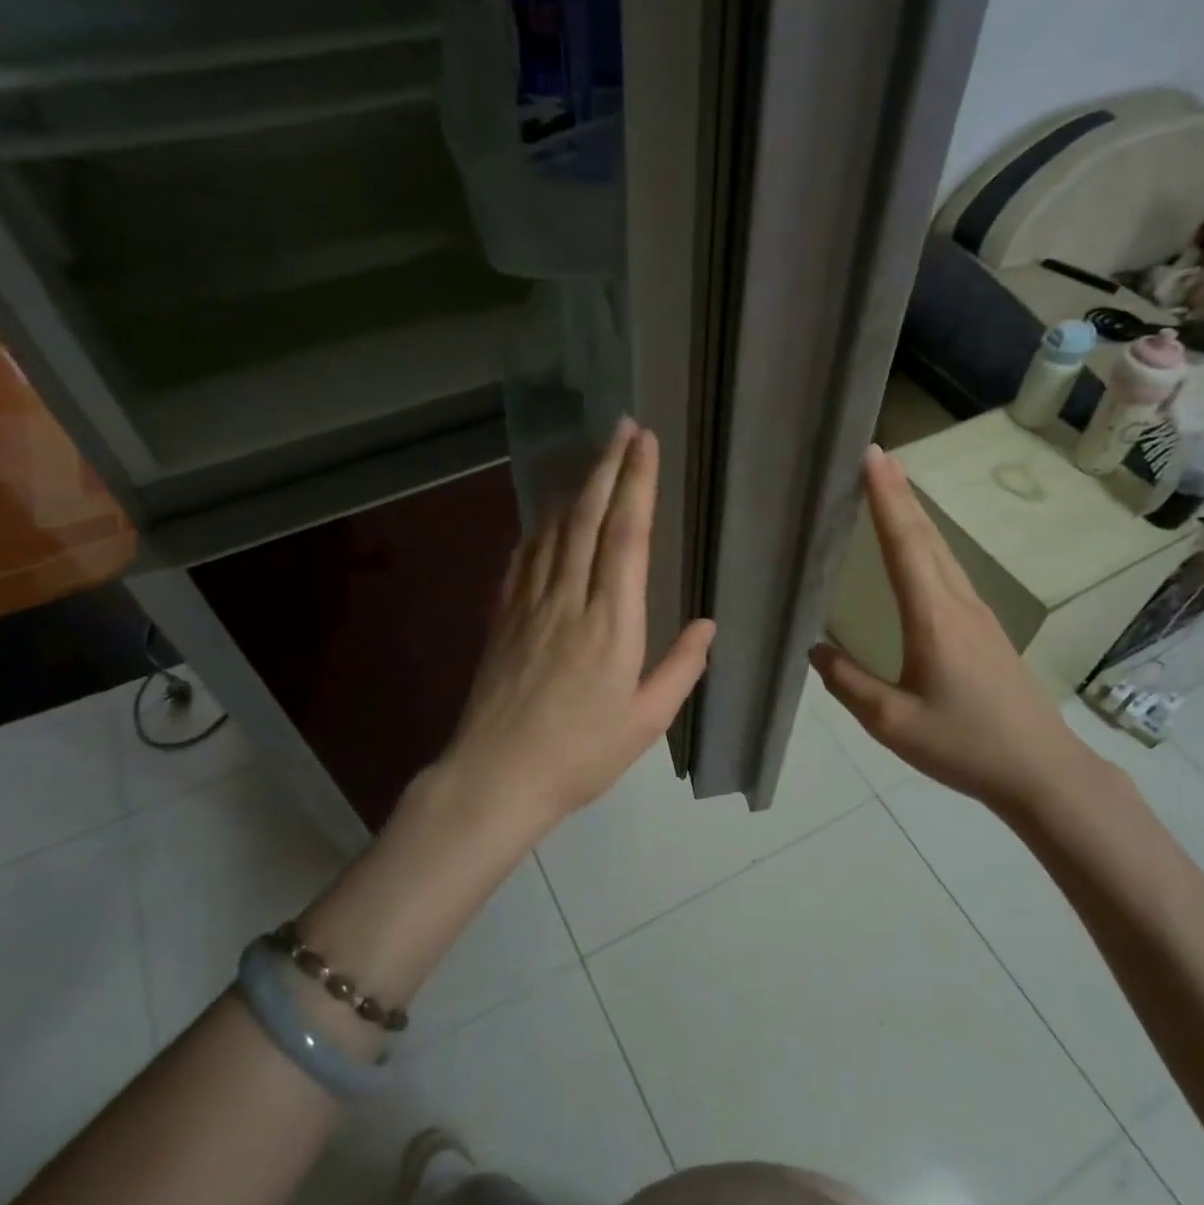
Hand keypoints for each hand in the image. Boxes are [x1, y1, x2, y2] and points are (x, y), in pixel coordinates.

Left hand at [440, 419, 715, 839]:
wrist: (496, 777)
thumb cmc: (581, 754)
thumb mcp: (646, 721)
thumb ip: (681, 668)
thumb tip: (708, 624)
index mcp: (612, 624)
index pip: (626, 536)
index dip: (636, 484)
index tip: (644, 443)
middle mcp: (569, 600)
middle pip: (587, 518)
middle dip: (607, 467)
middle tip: (622, 427)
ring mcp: (530, 605)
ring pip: (553, 530)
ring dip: (575, 488)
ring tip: (593, 460)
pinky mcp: (504, 617)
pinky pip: (524, 557)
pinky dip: (540, 526)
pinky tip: (547, 516)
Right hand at [809, 444, 1092, 810]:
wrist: (1041, 770)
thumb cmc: (964, 745)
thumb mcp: (892, 722)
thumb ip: (848, 683)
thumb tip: (814, 649)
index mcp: (934, 618)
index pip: (906, 544)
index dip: (886, 498)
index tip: (872, 456)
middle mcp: (959, 604)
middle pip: (927, 536)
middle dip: (900, 493)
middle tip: (876, 457)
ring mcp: (979, 615)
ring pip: (943, 551)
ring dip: (916, 516)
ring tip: (893, 489)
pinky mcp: (986, 630)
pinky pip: (951, 572)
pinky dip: (929, 545)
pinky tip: (920, 551)